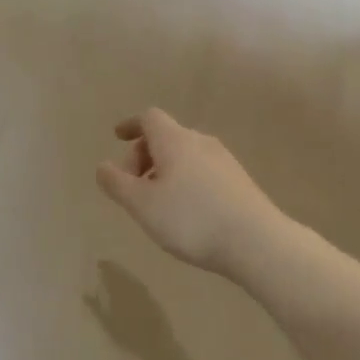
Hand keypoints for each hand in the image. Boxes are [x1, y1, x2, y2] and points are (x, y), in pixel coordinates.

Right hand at [96, 109, 285, 274]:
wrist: (257, 241)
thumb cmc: (191, 219)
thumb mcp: (142, 204)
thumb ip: (117, 183)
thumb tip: (103, 165)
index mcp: (174, 140)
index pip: (149, 118)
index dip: (131, 125)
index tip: (117, 137)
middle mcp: (200, 141)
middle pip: (166, 136)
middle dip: (144, 155)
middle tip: (132, 186)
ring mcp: (224, 160)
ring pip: (185, 155)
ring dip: (164, 170)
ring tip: (156, 202)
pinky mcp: (239, 181)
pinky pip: (202, 170)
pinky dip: (184, 180)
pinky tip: (185, 212)